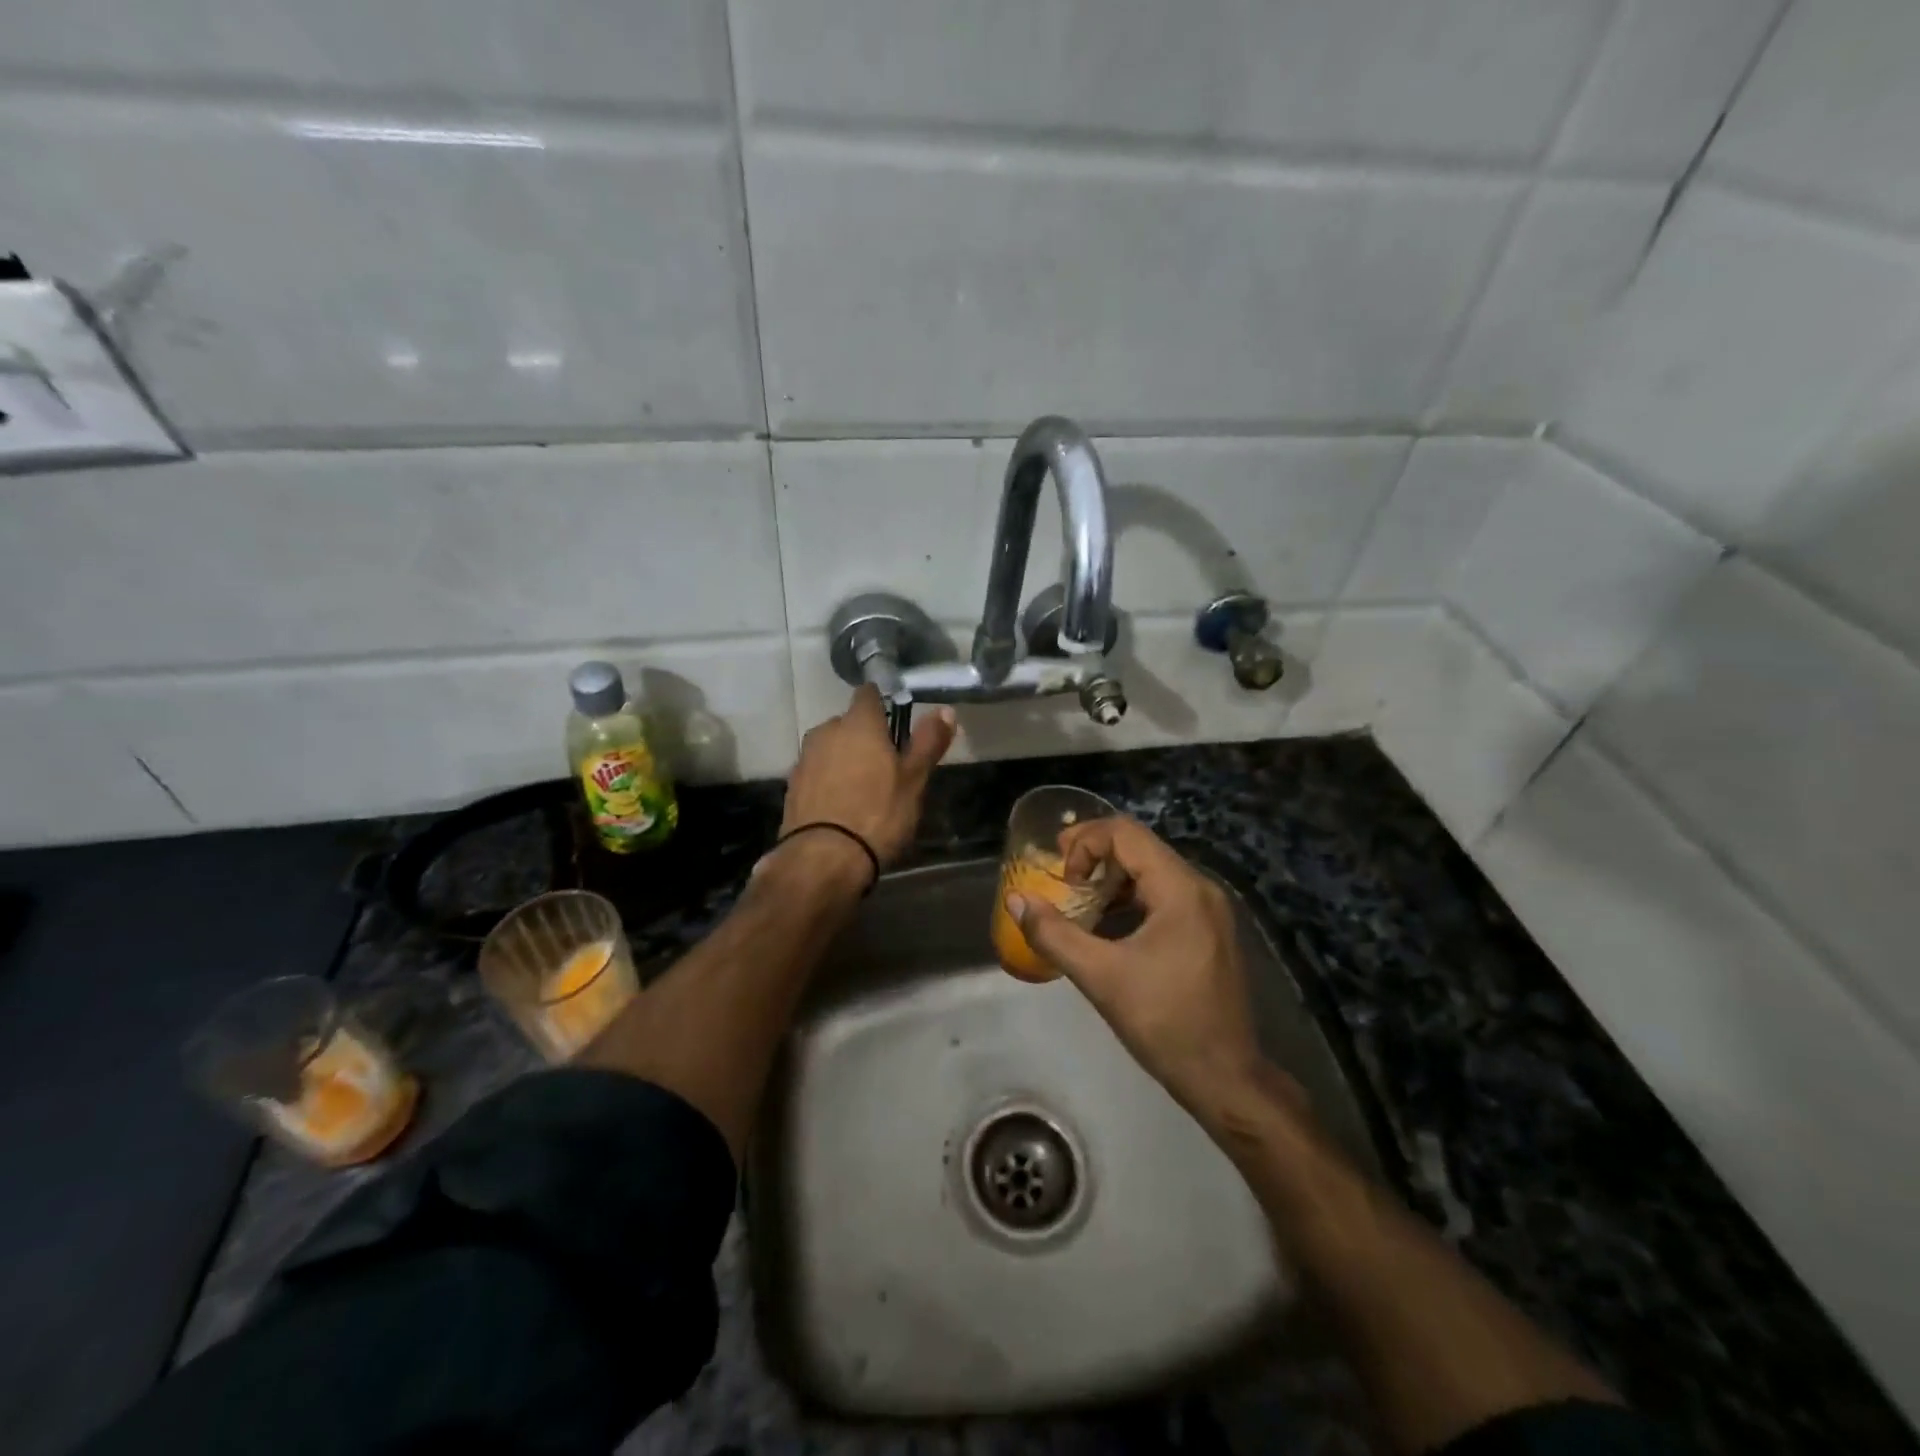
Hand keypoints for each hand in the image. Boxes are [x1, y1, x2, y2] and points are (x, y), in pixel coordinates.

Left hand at [780, 685, 955, 867]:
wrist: (823, 860)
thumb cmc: (878, 815)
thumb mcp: (914, 780)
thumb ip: (928, 742)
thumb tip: (945, 709)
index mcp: (859, 723)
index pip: (868, 694)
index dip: (883, 703)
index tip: (896, 722)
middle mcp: (826, 732)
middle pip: (848, 723)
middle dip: (864, 736)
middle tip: (886, 765)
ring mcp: (805, 759)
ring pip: (830, 748)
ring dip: (844, 759)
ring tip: (864, 789)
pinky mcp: (792, 786)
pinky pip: (816, 772)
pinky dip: (828, 781)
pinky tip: (841, 806)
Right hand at [1007, 816, 1266, 1111]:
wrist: (1225, 1077)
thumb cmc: (1164, 1022)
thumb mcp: (1100, 976)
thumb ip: (1053, 934)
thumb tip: (1016, 900)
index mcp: (1180, 889)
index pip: (1125, 834)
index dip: (1085, 842)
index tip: (1061, 876)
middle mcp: (1200, 888)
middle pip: (1140, 846)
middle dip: (1094, 854)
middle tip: (1061, 877)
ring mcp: (1209, 909)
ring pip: (1152, 869)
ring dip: (1111, 877)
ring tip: (1079, 900)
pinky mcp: (1209, 930)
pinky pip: (1164, 894)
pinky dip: (1131, 897)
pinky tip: (1108, 924)